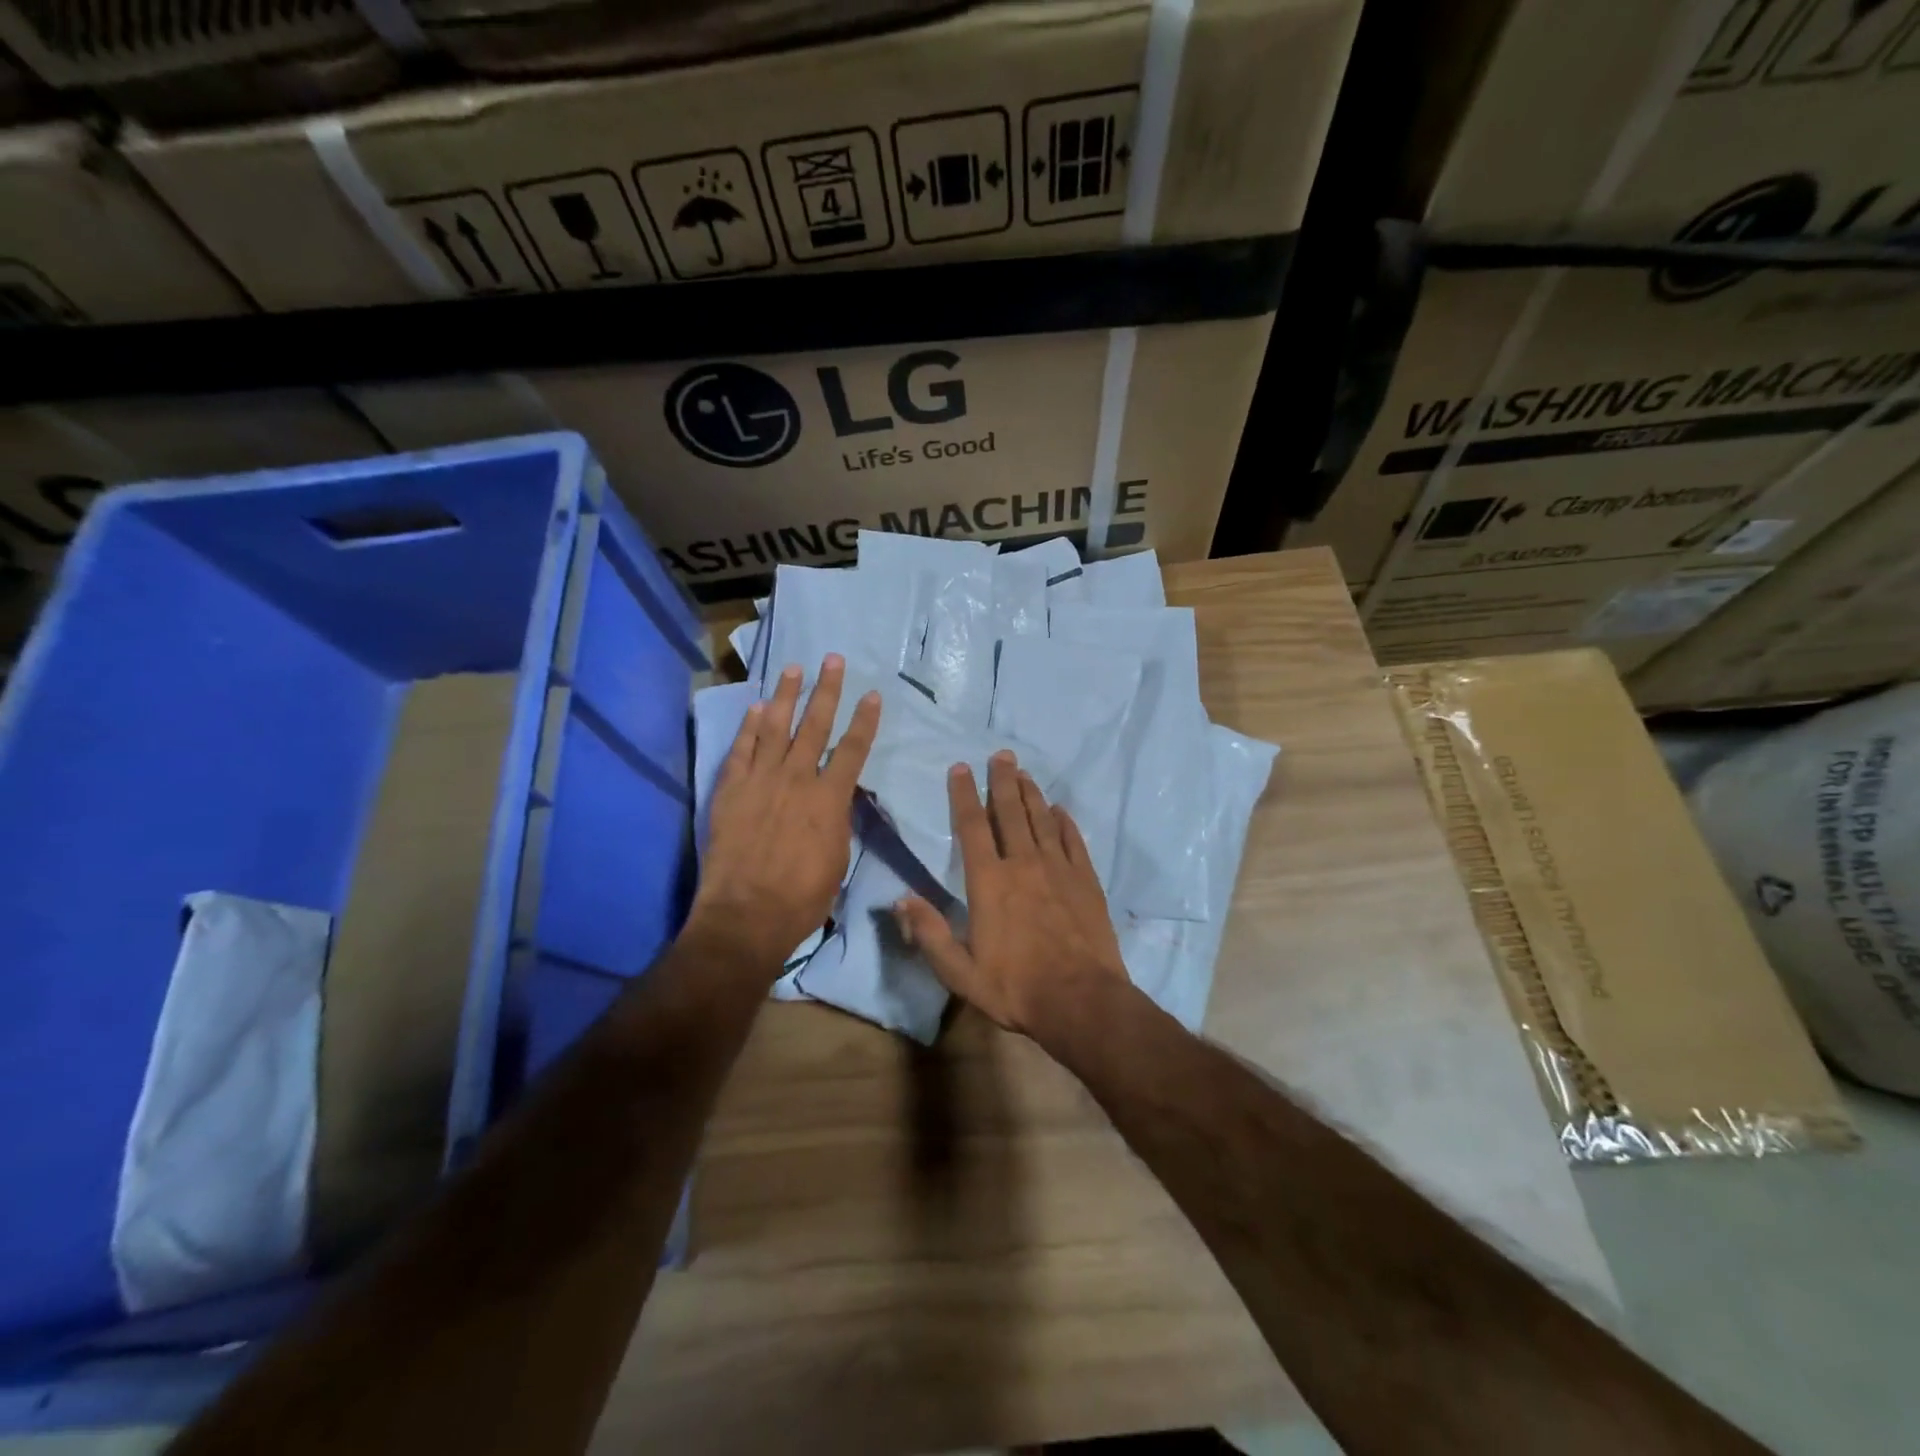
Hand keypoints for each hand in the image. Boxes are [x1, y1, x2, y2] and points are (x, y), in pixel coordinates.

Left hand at [690, 655, 880, 978]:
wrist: (745, 915)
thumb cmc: (802, 898)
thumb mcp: (838, 859)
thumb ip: (838, 821)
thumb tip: (838, 799)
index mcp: (829, 799)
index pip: (853, 749)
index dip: (864, 721)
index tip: (872, 695)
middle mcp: (796, 779)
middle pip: (814, 726)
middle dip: (827, 691)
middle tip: (832, 660)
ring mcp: (760, 781)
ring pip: (775, 728)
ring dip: (787, 695)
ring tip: (794, 668)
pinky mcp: (730, 790)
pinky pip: (741, 749)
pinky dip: (749, 726)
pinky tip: (757, 707)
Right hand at [893, 751, 1127, 1036]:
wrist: (1081, 1001)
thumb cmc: (1015, 987)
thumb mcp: (960, 972)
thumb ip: (929, 933)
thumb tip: (899, 899)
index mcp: (989, 882)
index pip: (972, 827)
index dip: (964, 795)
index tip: (961, 768)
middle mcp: (1023, 864)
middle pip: (1010, 812)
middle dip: (1002, 781)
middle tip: (1001, 754)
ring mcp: (1059, 869)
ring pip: (1042, 820)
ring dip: (1031, 794)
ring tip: (1024, 772)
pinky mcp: (1086, 881)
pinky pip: (1074, 841)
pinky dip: (1065, 822)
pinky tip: (1060, 810)